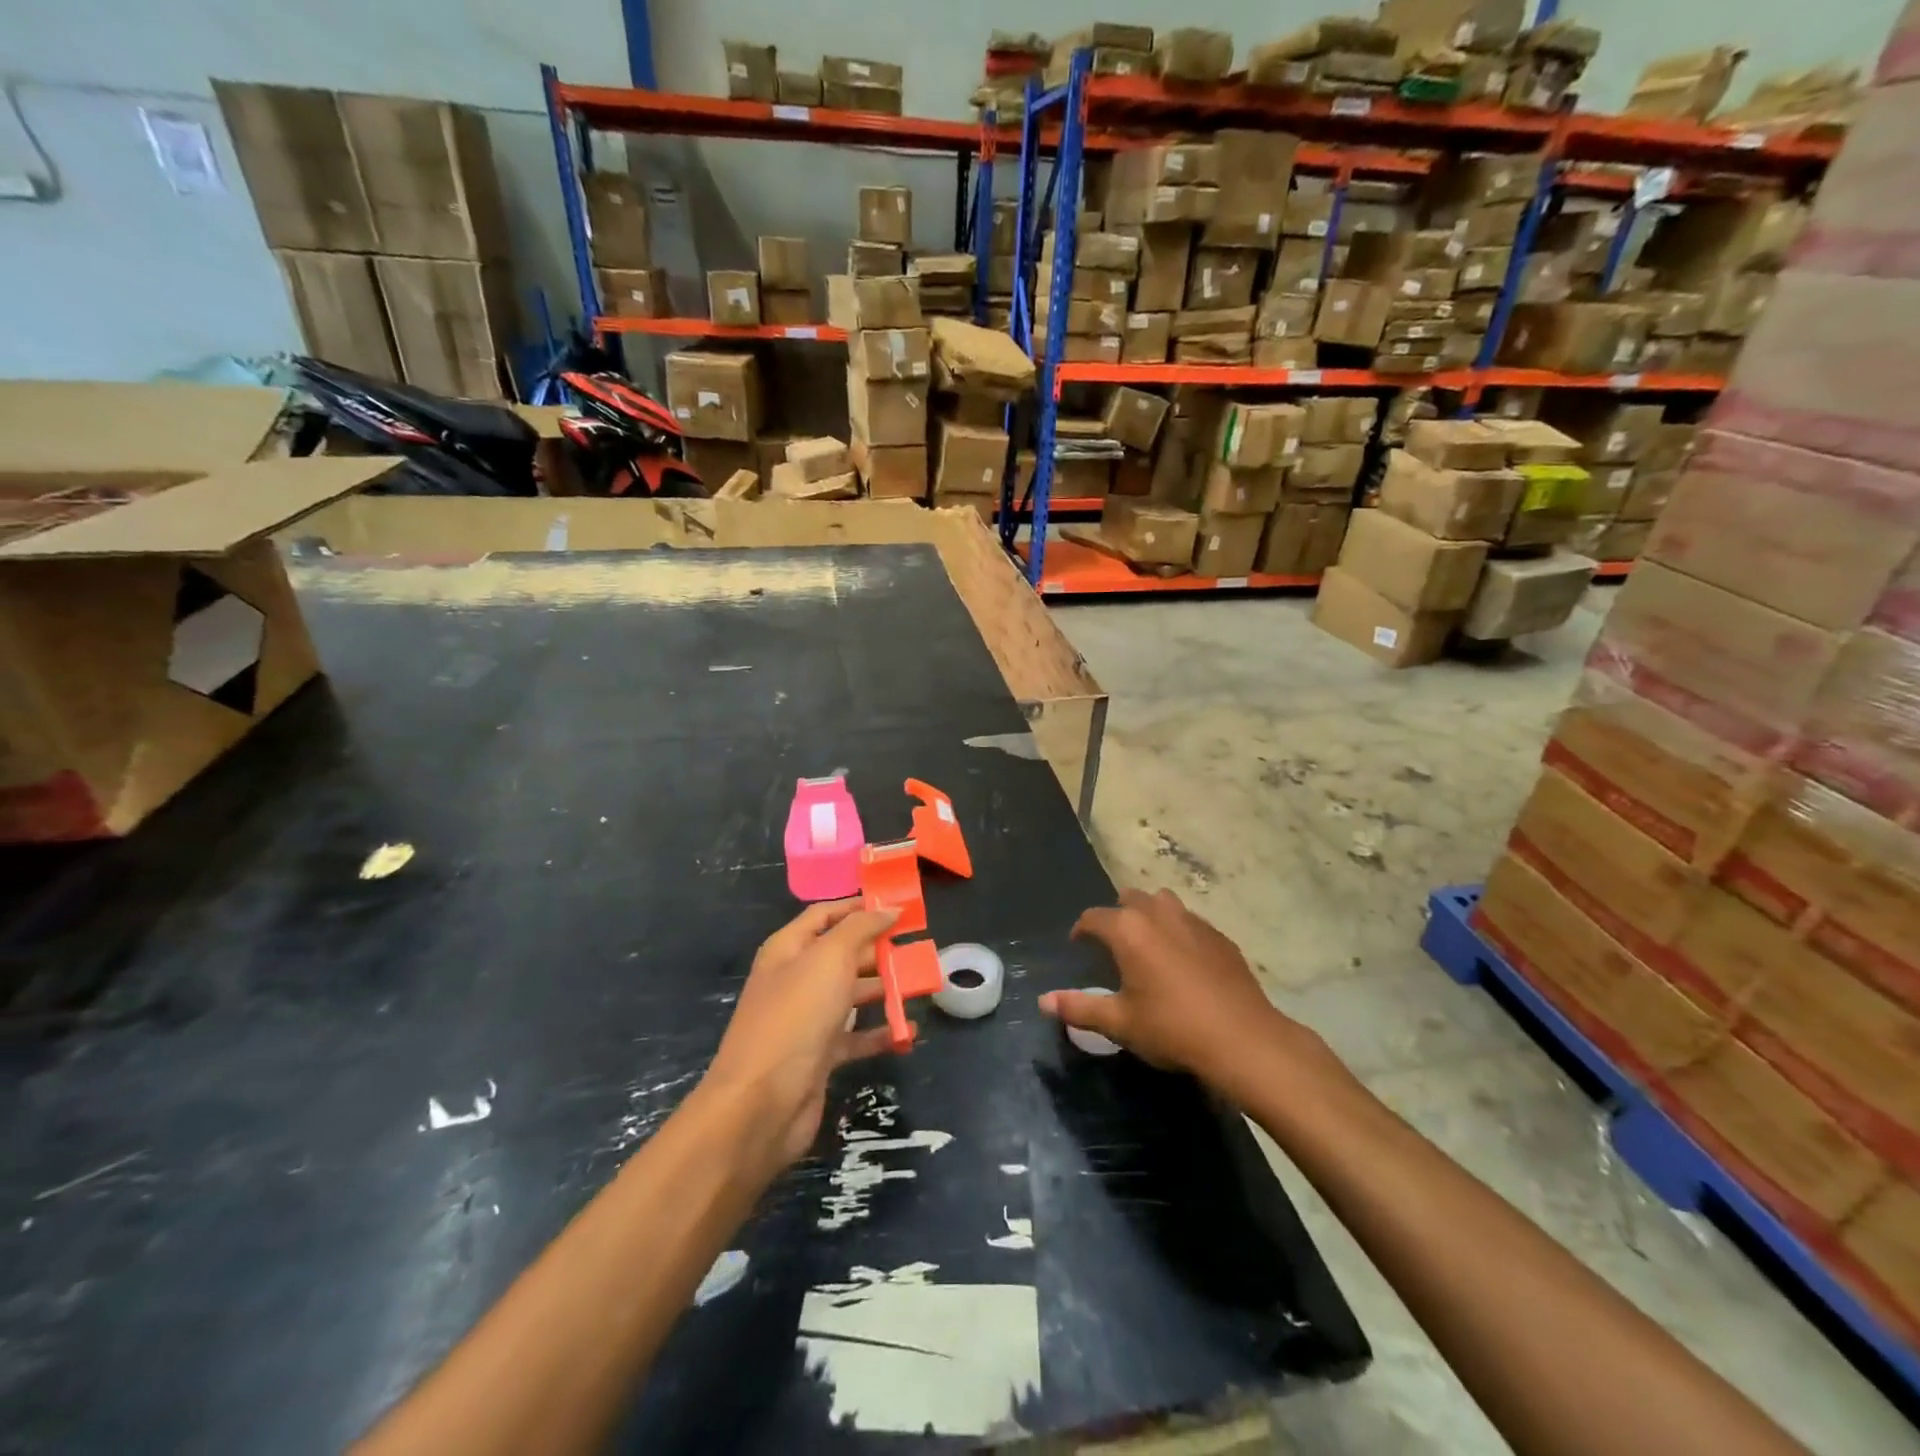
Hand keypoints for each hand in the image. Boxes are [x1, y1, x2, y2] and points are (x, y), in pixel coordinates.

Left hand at [701, 900, 900, 1174]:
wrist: (762, 1103)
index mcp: (789, 949)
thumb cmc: (796, 1016)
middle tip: (918, 946)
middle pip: (842, 954)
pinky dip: (880, 1032)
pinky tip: (908, 1031)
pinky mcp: (819, 1055)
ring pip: (852, 994)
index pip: (825, 914)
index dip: (858, 906)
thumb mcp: (829, 958)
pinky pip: (856, 1036)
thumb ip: (861, 928)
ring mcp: (807, 1019)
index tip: (898, 906)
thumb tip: (888, 908)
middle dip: (878, 948)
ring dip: (885, 989)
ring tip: (922, 985)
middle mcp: (796, 979)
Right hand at [1040, 888, 1328, 1099]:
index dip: (1081, 929)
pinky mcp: (1221, 937)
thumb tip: (1043, 1001)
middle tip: (1114, 944)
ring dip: (1150, 915)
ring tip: (1148, 944)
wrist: (1243, 1039)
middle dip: (1117, 914)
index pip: (1094, 917)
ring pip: (1163, 903)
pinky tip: (1183, 961)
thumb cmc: (1172, 1028)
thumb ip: (1079, 1007)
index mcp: (1128, 929)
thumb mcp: (1119, 1023)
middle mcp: (1159, 914)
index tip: (1078, 945)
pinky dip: (1179, 932)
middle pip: (1130, 899)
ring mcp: (1194, 922)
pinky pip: (1191, 922)